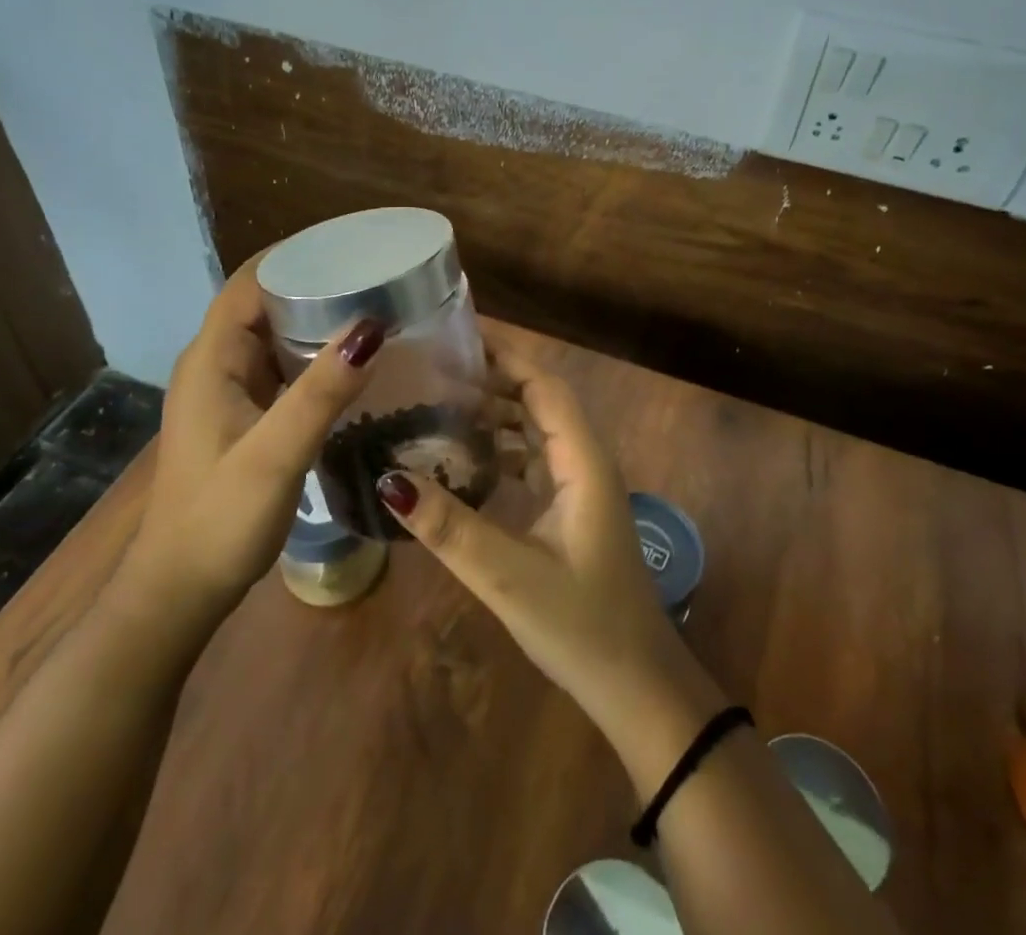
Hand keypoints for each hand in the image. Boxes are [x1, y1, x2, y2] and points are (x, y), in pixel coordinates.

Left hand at [127, 257, 383, 611]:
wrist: (179, 591)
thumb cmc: (218, 521)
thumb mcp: (274, 456)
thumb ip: (321, 393)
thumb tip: (371, 327)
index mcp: (212, 358)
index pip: (252, 280)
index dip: (296, 254)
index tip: (352, 245)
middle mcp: (216, 363)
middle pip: (265, 300)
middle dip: (316, 281)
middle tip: (378, 276)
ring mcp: (228, 390)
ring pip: (274, 334)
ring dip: (317, 317)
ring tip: (375, 307)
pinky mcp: (243, 414)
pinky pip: (281, 366)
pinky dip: (313, 353)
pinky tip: (352, 362)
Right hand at [375, 326, 720, 768]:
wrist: (637, 688)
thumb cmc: (582, 626)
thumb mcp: (508, 576)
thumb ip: (450, 528)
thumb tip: (388, 478)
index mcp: (583, 461)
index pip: (543, 385)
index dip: (504, 355)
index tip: (456, 336)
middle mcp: (586, 462)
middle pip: (539, 400)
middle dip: (492, 379)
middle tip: (434, 370)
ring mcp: (582, 487)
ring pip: (537, 430)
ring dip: (497, 414)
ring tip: (441, 405)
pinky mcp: (574, 511)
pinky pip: (536, 460)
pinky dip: (503, 449)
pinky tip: (466, 461)